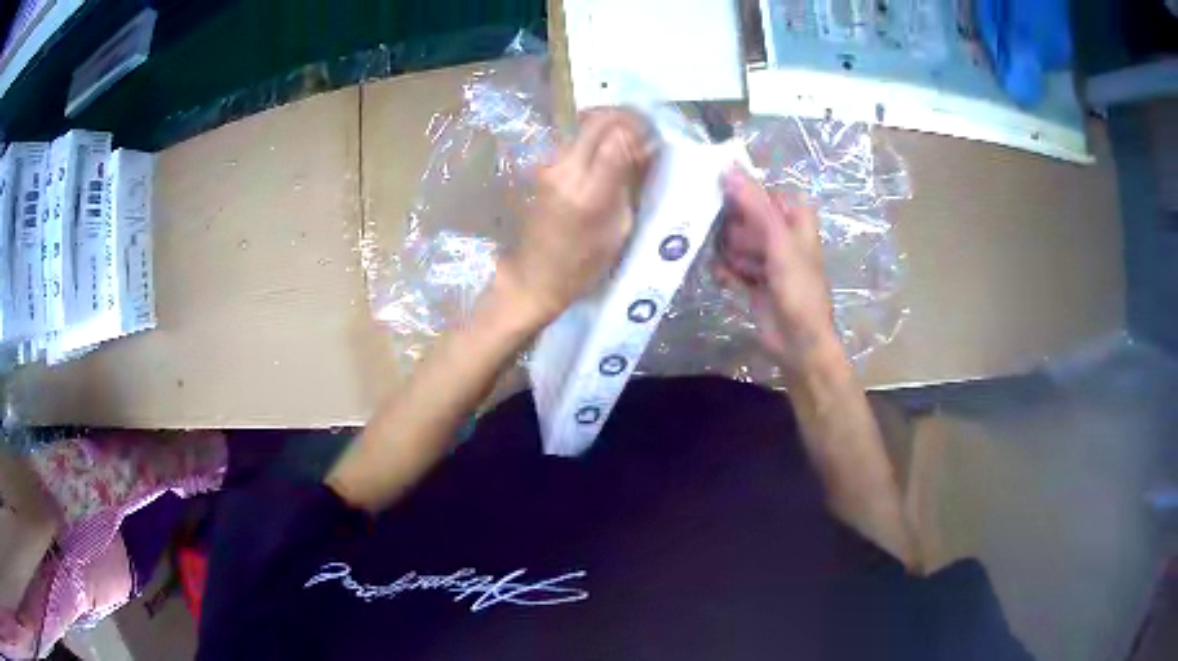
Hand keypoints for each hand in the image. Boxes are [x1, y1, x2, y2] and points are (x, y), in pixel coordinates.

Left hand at [495, 110, 651, 325]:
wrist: (534, 275)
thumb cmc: (583, 264)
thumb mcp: (619, 229)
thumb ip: (630, 183)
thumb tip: (645, 147)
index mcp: (589, 192)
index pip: (617, 138)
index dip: (640, 129)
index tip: (654, 137)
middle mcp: (565, 169)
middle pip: (598, 120)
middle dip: (626, 117)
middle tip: (644, 130)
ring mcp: (549, 164)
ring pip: (584, 123)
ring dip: (610, 123)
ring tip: (628, 138)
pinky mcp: (543, 165)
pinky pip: (574, 136)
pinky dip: (595, 134)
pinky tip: (606, 149)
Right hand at [716, 168, 845, 379]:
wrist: (799, 343)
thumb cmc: (798, 289)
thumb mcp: (778, 241)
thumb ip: (754, 204)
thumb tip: (728, 167)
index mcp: (795, 216)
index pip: (760, 191)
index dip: (742, 197)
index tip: (721, 202)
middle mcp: (780, 232)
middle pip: (743, 215)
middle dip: (735, 231)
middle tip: (741, 247)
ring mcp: (766, 256)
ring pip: (733, 240)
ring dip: (730, 254)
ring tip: (739, 269)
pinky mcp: (753, 278)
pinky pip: (730, 264)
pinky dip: (727, 272)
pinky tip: (728, 281)